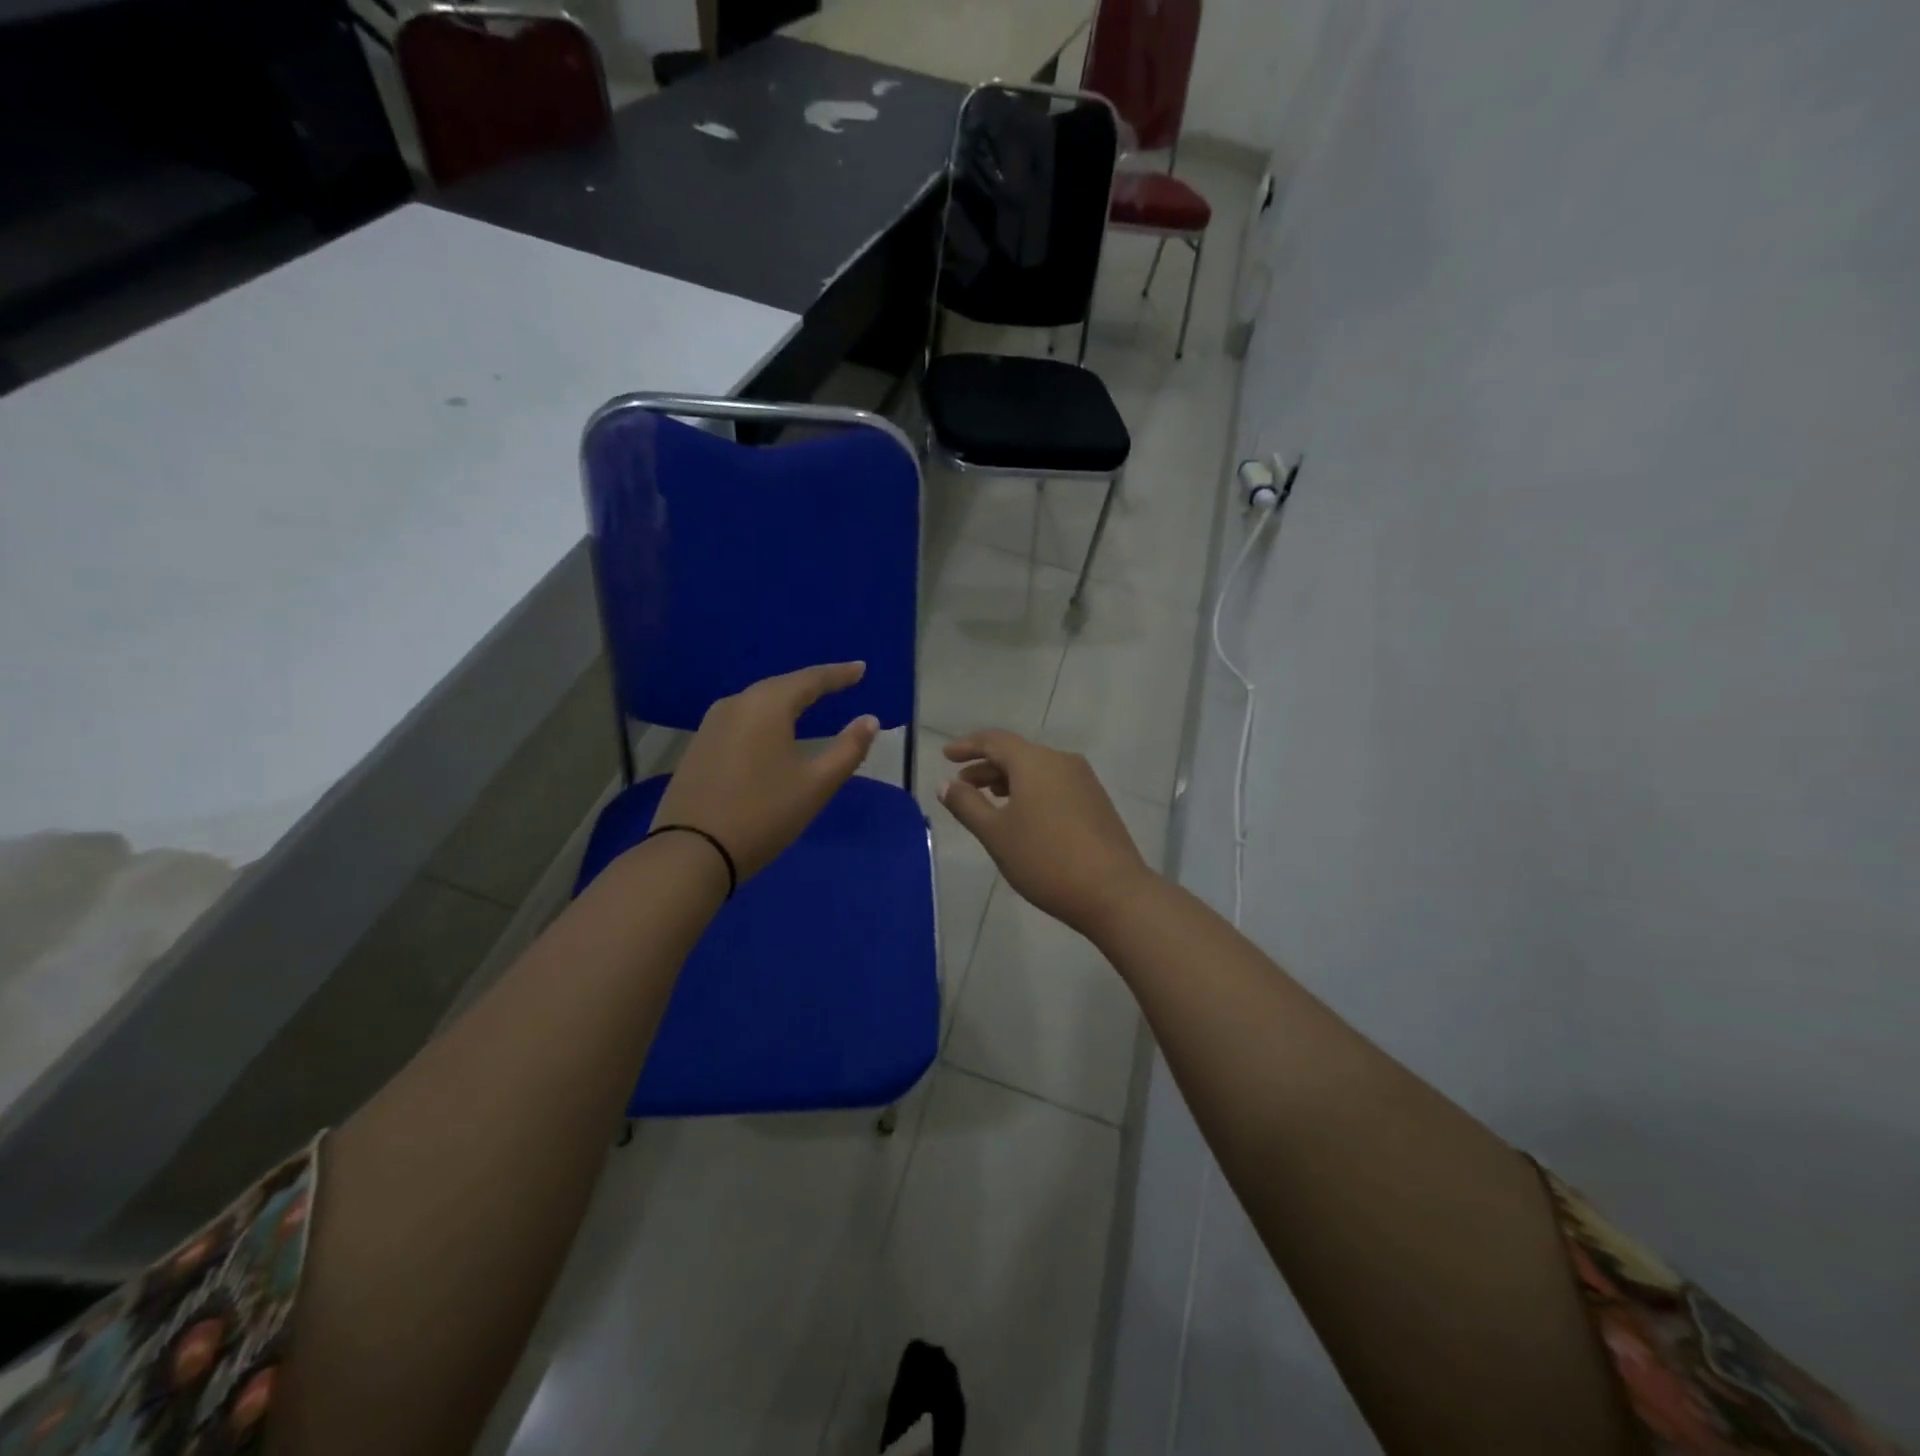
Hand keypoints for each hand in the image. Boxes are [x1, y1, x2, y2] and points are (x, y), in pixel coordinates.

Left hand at [648, 663, 878, 882]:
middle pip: (781, 686)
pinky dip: (765, 719)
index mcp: (767, 705)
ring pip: (758, 703)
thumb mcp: (816, 785)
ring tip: (810, 702)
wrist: (691, 852)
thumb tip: (870, 720)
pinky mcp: (699, 746)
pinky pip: (741, 720)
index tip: (861, 669)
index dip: (839, 674)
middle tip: (840, 682)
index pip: (811, 679)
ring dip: (786, 700)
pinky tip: (773, 730)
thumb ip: (848, 749)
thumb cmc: (763, 814)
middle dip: (812, 684)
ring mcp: (712, 725)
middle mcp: (736, 704)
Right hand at [939, 730, 1155, 936]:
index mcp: (1035, 761)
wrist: (1113, 892)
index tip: (946, 756)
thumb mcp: (996, 834)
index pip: (994, 740)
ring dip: (1008, 780)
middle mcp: (1061, 761)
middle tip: (961, 785)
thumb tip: (946, 784)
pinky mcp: (1096, 801)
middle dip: (986, 766)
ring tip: (987, 800)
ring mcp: (1083, 781)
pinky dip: (1030, 791)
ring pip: (1037, 770)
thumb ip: (967, 805)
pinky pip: (1054, 784)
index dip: (968, 746)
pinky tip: (1022, 814)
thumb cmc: (1045, 859)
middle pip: (1016, 754)